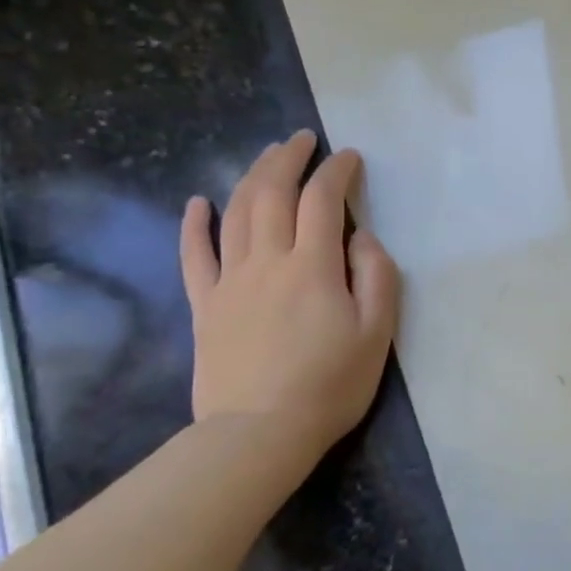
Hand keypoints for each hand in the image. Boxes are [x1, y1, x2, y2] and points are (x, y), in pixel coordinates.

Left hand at [179, 130, 400, 460]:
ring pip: (235, 213)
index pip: (322, 201)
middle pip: (271, 193)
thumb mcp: (377, 332)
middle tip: (302, 139)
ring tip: (266, 157)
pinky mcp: (205, 305)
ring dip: (250, 177)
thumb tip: (360, 237)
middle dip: (287, 158)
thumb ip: (376, 276)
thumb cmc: (330, 384)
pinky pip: (194, 254)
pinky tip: (198, 202)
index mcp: (313, 266)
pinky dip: (194, 224)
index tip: (349, 157)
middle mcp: (267, 261)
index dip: (336, 172)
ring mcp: (229, 281)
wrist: (259, 432)